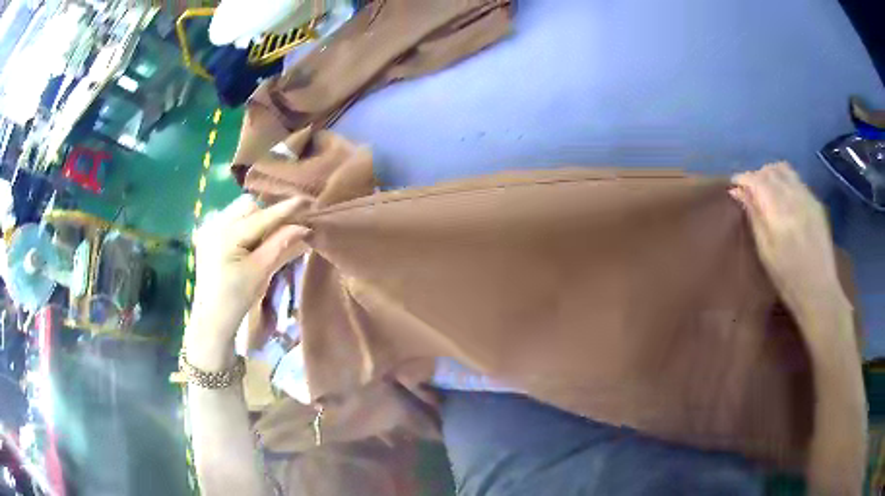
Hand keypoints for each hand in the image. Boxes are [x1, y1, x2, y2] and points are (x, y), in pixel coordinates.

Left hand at [185, 195, 309, 364]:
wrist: (212, 319)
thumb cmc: (237, 298)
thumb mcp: (261, 271)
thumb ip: (280, 244)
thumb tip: (303, 226)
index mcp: (227, 235)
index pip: (262, 216)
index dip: (284, 209)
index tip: (306, 201)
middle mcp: (214, 224)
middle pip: (248, 206)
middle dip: (265, 215)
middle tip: (277, 233)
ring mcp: (208, 228)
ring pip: (239, 210)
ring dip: (254, 220)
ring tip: (261, 241)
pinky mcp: (206, 235)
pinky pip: (229, 219)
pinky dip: (243, 226)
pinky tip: (247, 244)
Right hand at [730, 163, 850, 326]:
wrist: (819, 290)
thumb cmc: (788, 279)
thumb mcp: (765, 252)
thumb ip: (754, 217)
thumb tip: (737, 192)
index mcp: (779, 212)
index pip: (756, 180)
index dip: (743, 178)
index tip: (734, 185)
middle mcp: (793, 197)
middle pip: (770, 171)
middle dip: (756, 176)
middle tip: (749, 190)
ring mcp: (807, 197)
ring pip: (784, 170)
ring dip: (771, 174)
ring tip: (766, 190)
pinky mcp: (815, 202)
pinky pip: (797, 180)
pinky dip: (785, 181)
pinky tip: (783, 197)